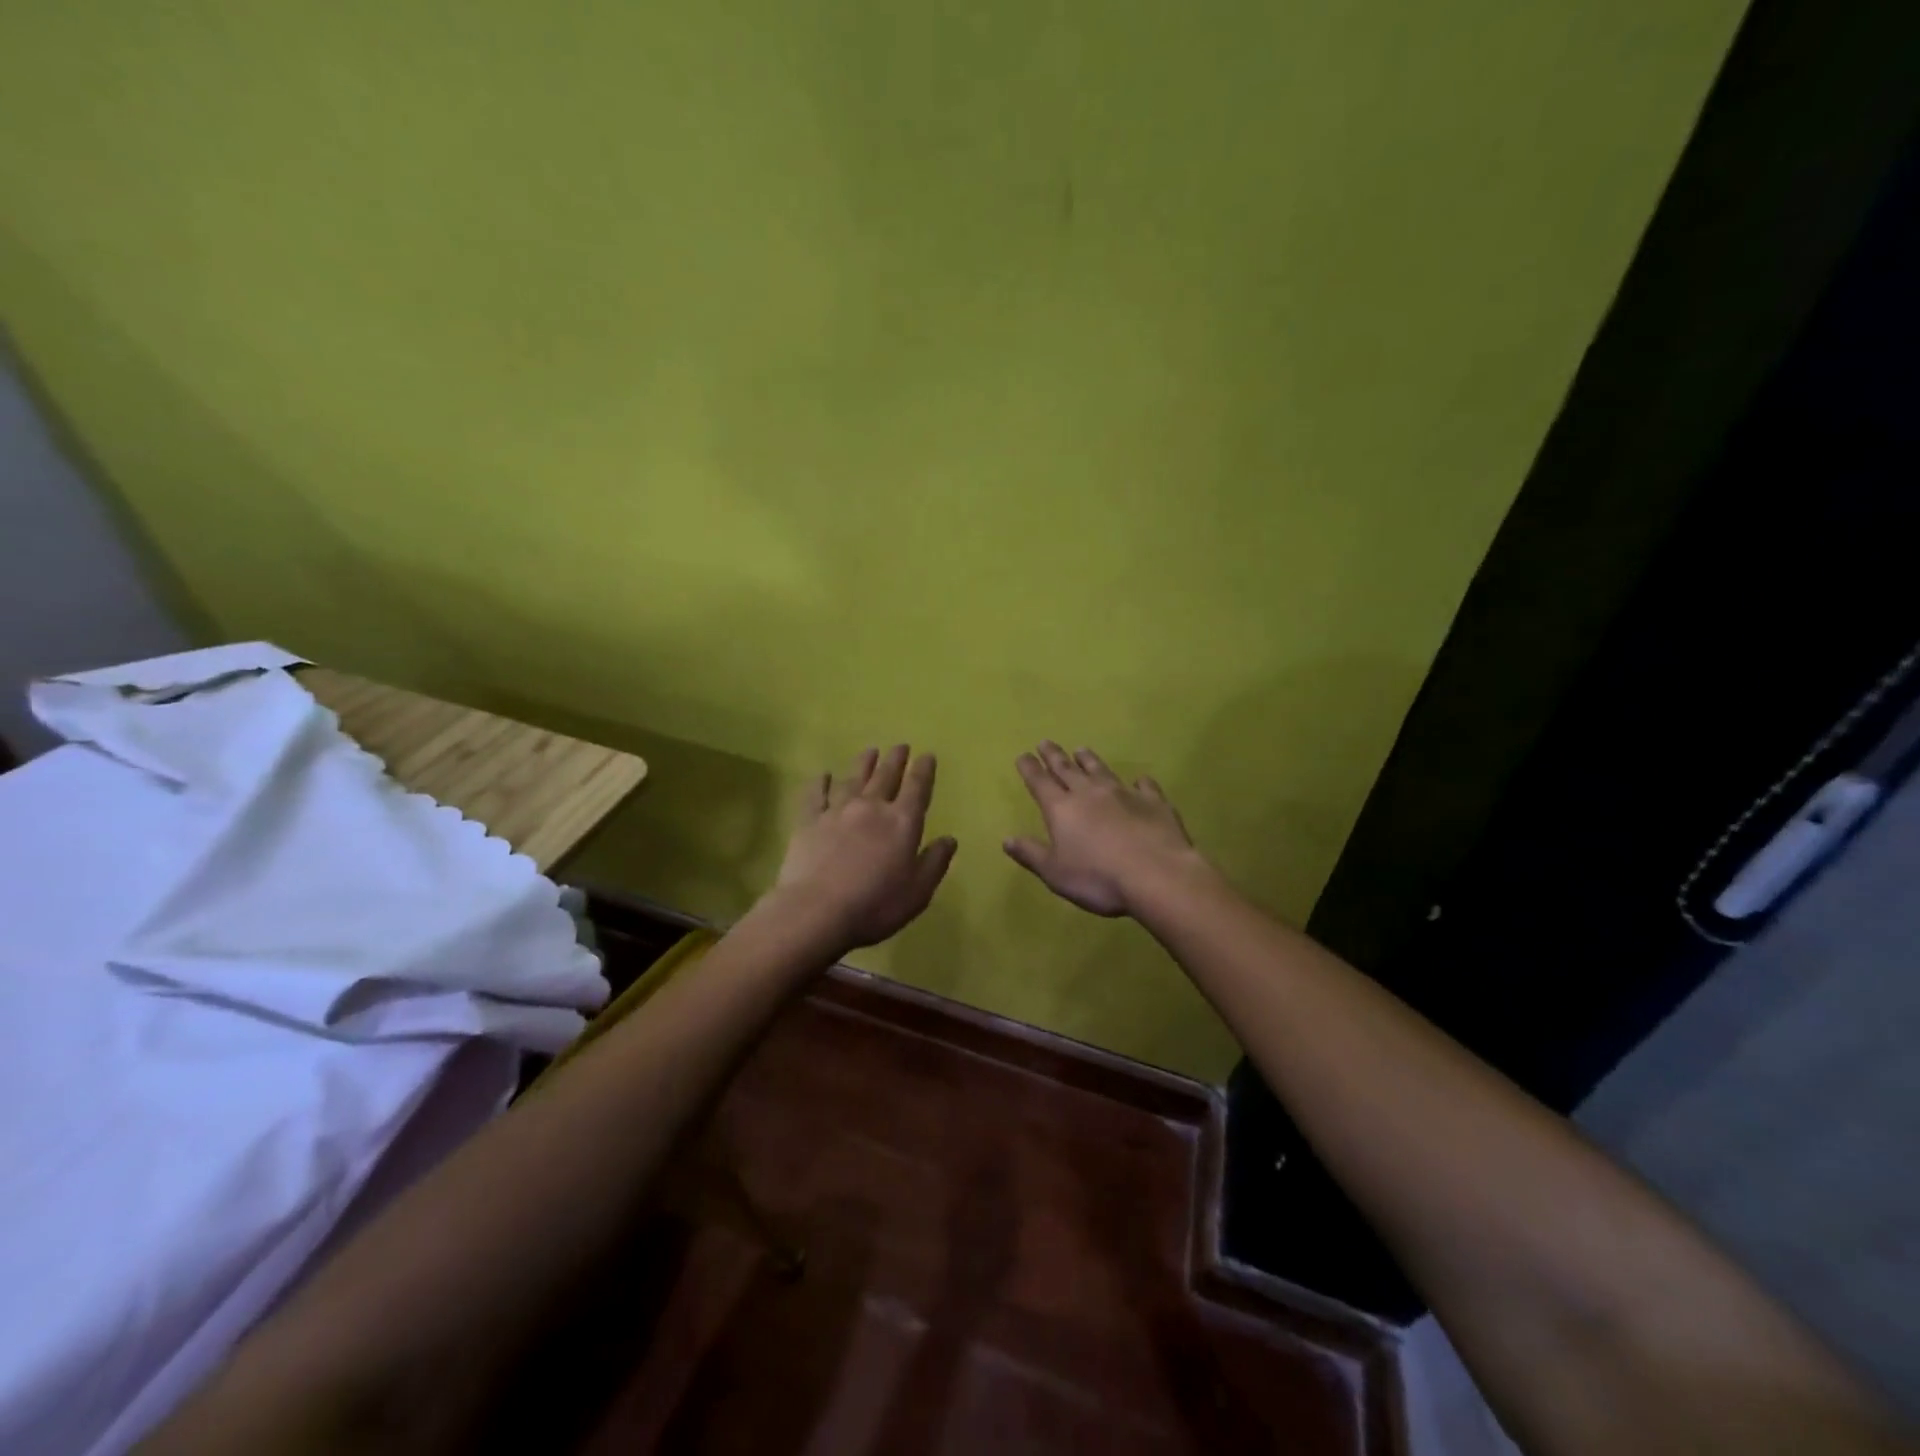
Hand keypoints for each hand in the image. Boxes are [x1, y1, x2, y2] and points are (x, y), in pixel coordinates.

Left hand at [771, 745, 957, 952]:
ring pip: (853, 778)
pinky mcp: (808, 821)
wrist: (816, 911)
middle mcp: (871, 807)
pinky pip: (815, 794)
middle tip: (900, 746)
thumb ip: (935, 862)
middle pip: (886, 776)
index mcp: (902, 822)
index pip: (917, 788)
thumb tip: (949, 839)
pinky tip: (822, 775)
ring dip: (863, 763)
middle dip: (896, 760)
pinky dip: (820, 782)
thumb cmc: (875, 905)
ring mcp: (837, 811)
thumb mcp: (918, 892)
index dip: (924, 770)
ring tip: (870, 751)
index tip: (927, 755)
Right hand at [1005, 742, 1203, 916]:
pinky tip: (1140, 780)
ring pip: (1101, 770)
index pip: (1040, 782)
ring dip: (1089, 760)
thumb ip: (1031, 853)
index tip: (1023, 755)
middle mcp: (1090, 793)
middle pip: (1067, 769)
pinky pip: (1144, 786)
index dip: (1030, 768)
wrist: (1156, 875)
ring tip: (1081, 749)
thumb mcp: (1055, 873)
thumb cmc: (1098, 878)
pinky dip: (1140, 782)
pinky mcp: (1154, 802)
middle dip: (1054, 756)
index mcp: (1061, 808)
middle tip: (1045, 742)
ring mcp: (1124, 794)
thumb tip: (1007, 839)